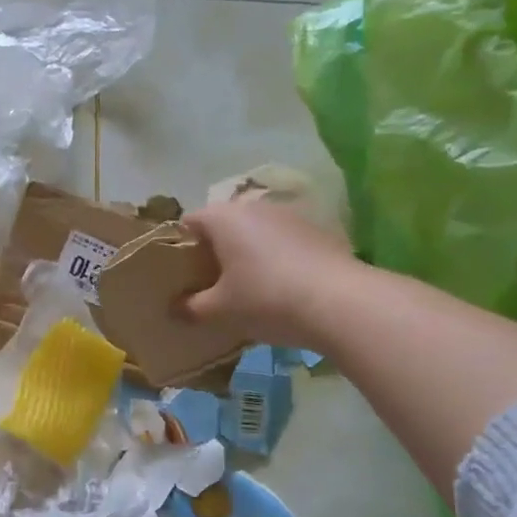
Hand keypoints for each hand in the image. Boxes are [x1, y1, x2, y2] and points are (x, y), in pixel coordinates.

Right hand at [181, 194, 356, 347]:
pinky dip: (274, 259)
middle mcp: (254, 206)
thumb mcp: (220, 310)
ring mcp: (289, 216)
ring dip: (245, 254)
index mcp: (223, 217)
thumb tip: (175, 308)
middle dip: (213, 251)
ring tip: (244, 288)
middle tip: (208, 285)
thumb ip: (191, 307)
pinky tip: (278, 288)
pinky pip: (281, 241)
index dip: (179, 248)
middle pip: (223, 225)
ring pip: (254, 232)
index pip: (188, 223)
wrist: (341, 303)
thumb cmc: (265, 298)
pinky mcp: (318, 230)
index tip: (179, 275)